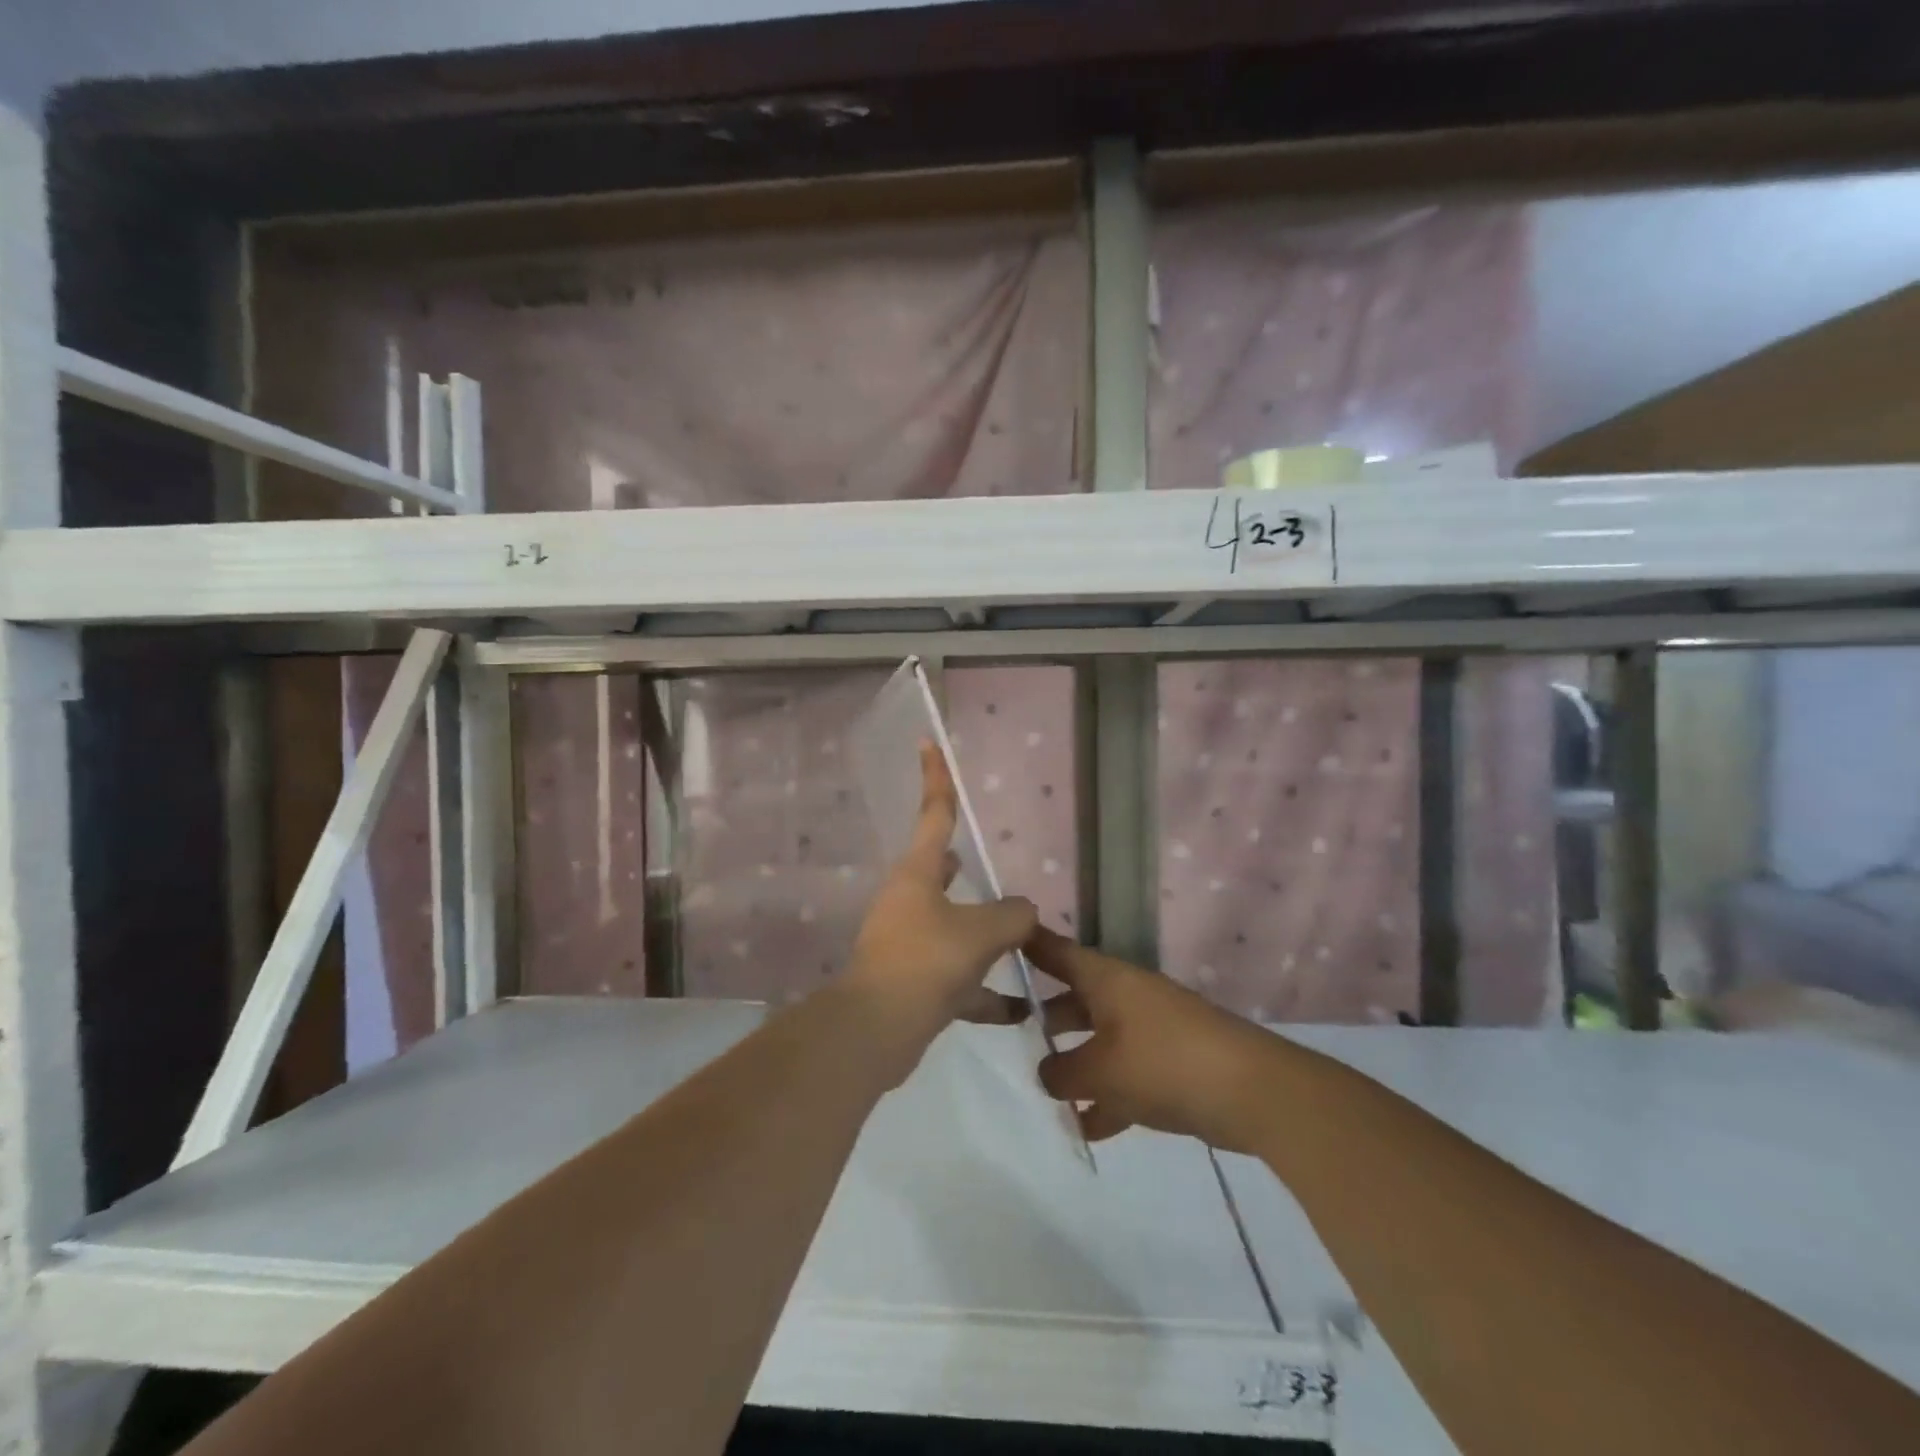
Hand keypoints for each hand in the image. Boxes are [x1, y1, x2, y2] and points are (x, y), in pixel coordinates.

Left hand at [844, 742, 1037, 1050]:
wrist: (876, 1029)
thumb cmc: (927, 960)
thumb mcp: (983, 931)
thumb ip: (1013, 915)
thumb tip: (1024, 911)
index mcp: (919, 873)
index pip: (935, 813)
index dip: (935, 776)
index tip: (926, 741)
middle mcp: (908, 901)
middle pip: (938, 871)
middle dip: (957, 865)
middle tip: (974, 858)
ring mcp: (906, 941)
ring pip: (951, 926)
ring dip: (981, 934)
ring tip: (1019, 939)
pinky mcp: (911, 981)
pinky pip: (956, 977)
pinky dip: (983, 991)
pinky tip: (1018, 1009)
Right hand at [1028, 927, 1279, 1151]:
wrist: (1251, 1091)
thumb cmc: (1163, 1063)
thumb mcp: (1100, 1070)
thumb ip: (1063, 1072)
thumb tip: (1048, 1074)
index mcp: (1106, 980)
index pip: (1057, 952)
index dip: (1028, 945)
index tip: (998, 938)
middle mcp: (1125, 996)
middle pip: (1075, 999)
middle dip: (1046, 1017)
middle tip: (1010, 1032)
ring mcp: (1150, 1029)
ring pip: (1099, 1039)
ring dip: (1076, 1063)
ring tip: (1043, 1088)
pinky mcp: (1171, 1063)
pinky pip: (1126, 1074)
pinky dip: (1107, 1096)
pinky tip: (1087, 1128)